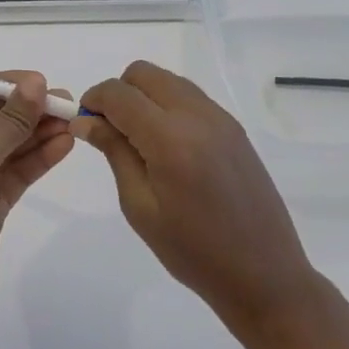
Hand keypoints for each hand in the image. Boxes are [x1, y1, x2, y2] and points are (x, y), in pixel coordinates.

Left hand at [0, 72, 74, 342]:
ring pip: (8, 147)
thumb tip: (35, 83)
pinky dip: (38, 159)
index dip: (6, 87)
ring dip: (37, 134)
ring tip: (72, 122)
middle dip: (28, 111)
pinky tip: (64, 146)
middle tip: (66, 103)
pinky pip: (16, 173)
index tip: (42, 82)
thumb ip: (9, 122)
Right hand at [74, 61, 317, 337]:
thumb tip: (85, 120)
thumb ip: (114, 152)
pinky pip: (190, 96)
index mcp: (170, 139)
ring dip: (144, 96)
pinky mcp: (234, 127)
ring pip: (167, 80)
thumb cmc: (193, 252)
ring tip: (138, 139)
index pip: (119, 94)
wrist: (265, 275)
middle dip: (119, 92)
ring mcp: (220, 118)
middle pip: (143, 73)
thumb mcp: (140, 207)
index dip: (94, 100)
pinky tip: (167, 145)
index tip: (83, 122)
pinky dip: (168, 105)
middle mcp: (196, 116)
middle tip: (110, 129)